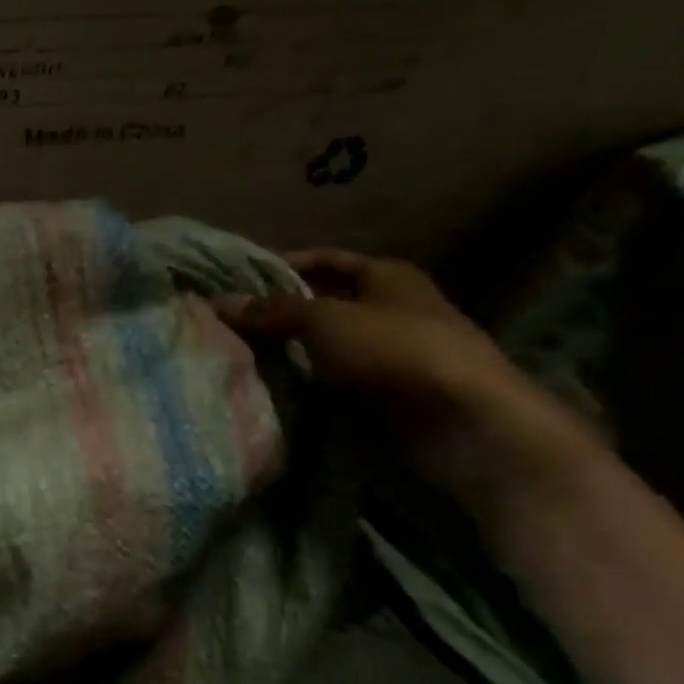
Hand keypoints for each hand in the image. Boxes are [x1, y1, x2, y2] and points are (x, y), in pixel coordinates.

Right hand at [213, 250, 584, 487]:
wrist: (465, 424)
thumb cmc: (397, 350)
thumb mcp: (325, 319)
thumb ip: (271, 310)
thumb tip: (218, 303)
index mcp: (387, 277)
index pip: (326, 259)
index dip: (282, 265)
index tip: (236, 278)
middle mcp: (390, 310)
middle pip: (322, 305)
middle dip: (276, 313)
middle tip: (225, 322)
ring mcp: (390, 356)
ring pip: (323, 347)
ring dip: (286, 353)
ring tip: (234, 355)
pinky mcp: (386, 397)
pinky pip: (332, 383)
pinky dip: (303, 385)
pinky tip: (267, 388)